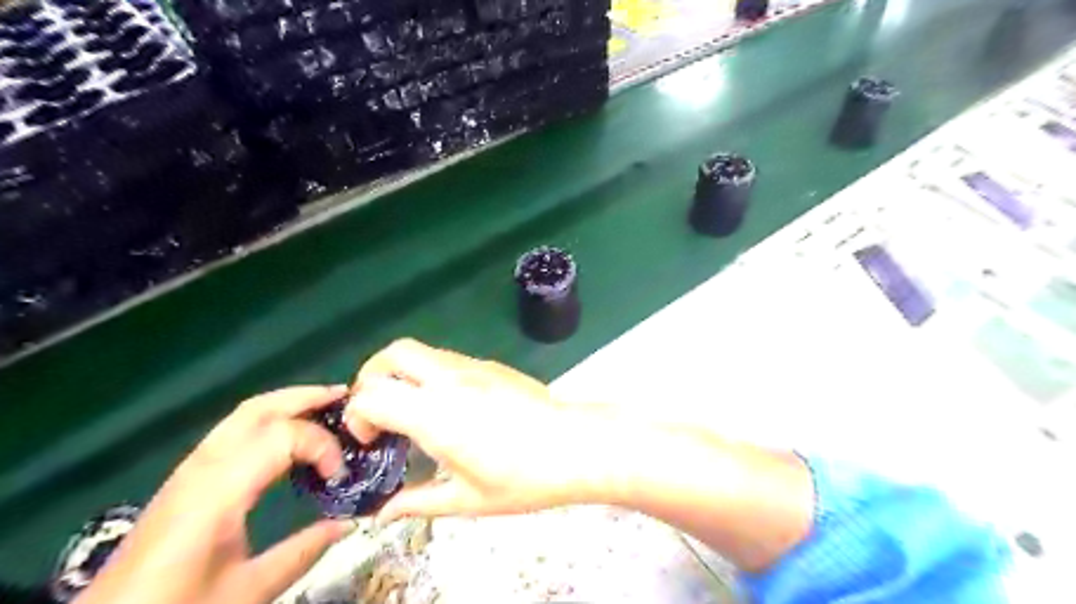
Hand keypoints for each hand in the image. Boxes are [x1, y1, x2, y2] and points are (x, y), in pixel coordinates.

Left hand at [78, 388, 361, 603]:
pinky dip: (268, 419)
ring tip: (323, 406)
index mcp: (218, 491)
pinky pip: (233, 430)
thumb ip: (303, 552)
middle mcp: (203, 467)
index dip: (321, 446)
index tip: (340, 477)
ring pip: (243, 414)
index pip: (283, 436)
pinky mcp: (185, 477)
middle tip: (344, 398)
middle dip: (305, 397)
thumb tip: (349, 523)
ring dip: (287, 403)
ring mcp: (190, 468)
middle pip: (259, 409)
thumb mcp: (247, 591)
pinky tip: (287, 437)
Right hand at [339, 340, 618, 522]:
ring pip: (422, 351)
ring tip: (411, 408)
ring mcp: (473, 366)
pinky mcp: (491, 365)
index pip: (372, 394)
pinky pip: (447, 358)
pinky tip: (448, 405)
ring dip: (403, 373)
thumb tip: (382, 513)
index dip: (358, 415)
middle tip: (378, 410)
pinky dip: (430, 374)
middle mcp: (449, 380)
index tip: (369, 441)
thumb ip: (418, 502)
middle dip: (372, 375)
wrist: (575, 446)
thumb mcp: (467, 500)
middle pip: (394, 353)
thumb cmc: (522, 479)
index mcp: (435, 414)